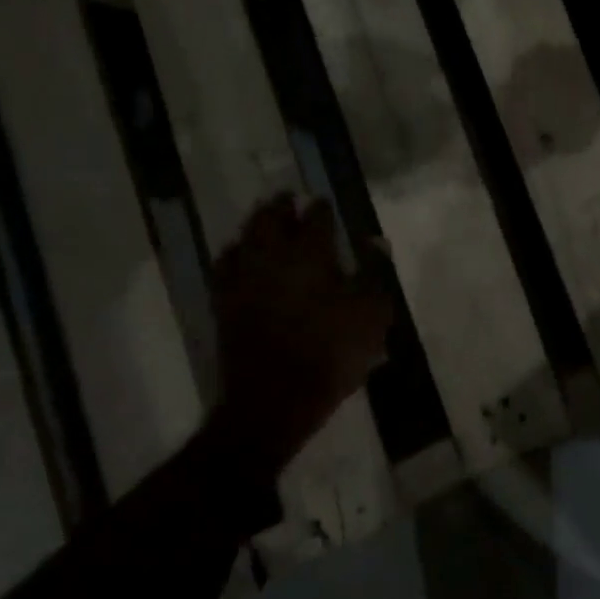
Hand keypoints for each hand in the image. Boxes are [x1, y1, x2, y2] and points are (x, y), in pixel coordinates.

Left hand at [212, 195, 392, 474]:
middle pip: (270, 219)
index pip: (316, 218)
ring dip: (255, 225)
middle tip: (287, 197)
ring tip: (263, 221)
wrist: (274, 401)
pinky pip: (224, 267)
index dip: (322, 208)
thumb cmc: (331, 353)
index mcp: (310, 254)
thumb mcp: (371, 314)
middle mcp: (271, 257)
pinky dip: (233, 254)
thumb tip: (375, 241)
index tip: (325, 202)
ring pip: (244, 238)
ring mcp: (242, 280)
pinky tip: (238, 257)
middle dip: (280, 205)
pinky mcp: (224, 304)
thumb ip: (374, 273)